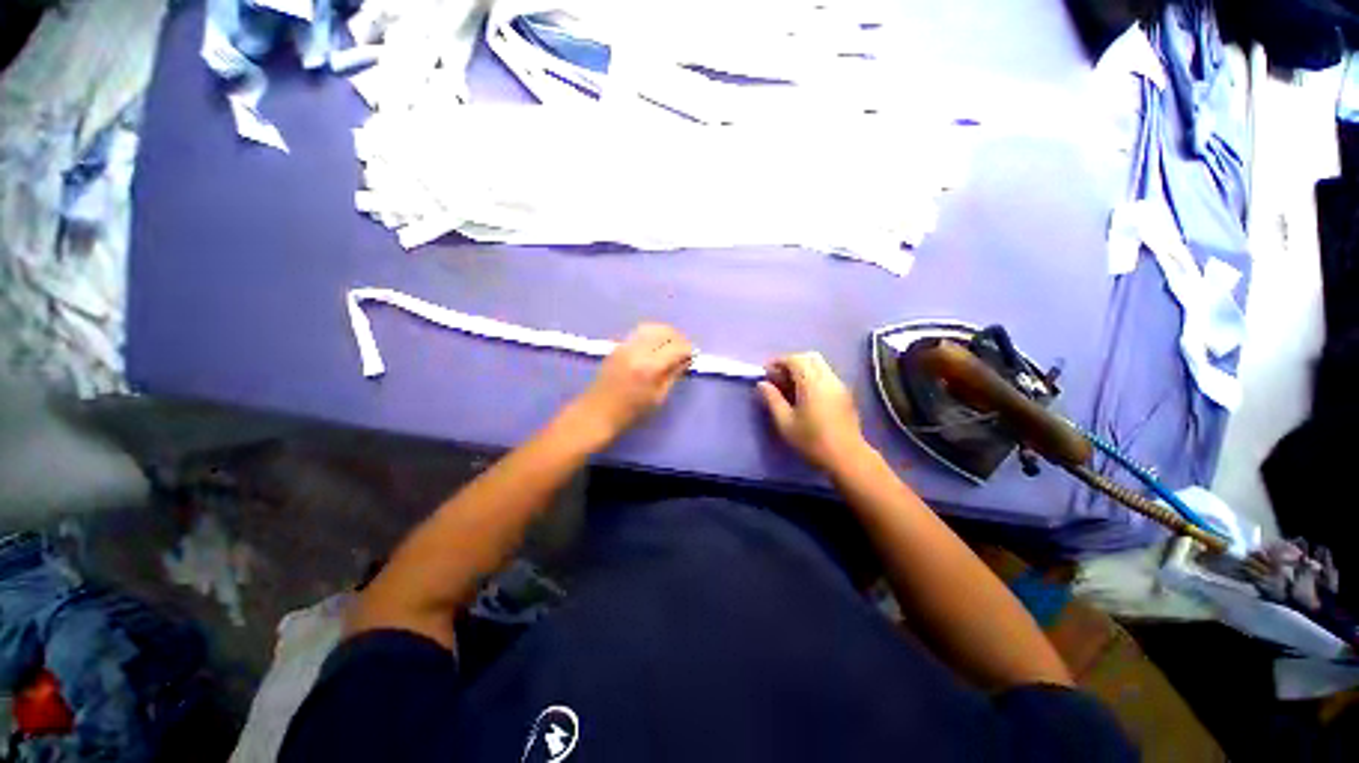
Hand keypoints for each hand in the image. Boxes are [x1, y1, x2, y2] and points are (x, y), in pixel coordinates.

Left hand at [573, 323, 693, 441]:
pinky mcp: (618, 345)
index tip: (693, 356)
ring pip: (652, 327)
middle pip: (665, 332)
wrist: (597, 411)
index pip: (676, 347)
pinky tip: (656, 345)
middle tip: (684, 350)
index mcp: (649, 367)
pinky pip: (640, 332)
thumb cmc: (630, 411)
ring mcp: (626, 345)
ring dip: (666, 333)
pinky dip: (653, 334)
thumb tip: (686, 359)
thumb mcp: (658, 397)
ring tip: (672, 345)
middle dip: (678, 338)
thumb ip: (673, 374)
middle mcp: (638, 351)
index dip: (688, 350)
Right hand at [757, 352, 869, 471]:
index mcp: (812, 382)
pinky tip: (805, 395)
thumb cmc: (812, 441)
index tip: (766, 372)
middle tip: (778, 377)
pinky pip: (826, 375)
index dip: (778, 361)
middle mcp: (828, 378)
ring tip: (790, 387)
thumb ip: (772, 399)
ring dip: (803, 369)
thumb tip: (762, 384)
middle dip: (791, 362)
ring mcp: (839, 385)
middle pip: (809, 357)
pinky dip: (813, 376)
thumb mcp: (785, 422)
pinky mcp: (845, 394)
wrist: (846, 457)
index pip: (794, 359)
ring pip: (820, 365)